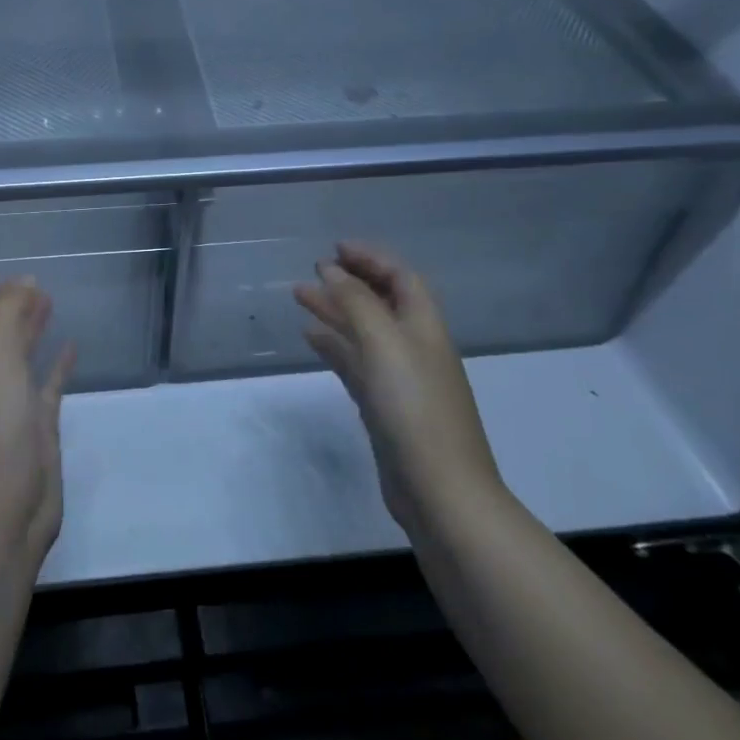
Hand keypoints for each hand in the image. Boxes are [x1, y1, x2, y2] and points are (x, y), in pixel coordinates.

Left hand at [0, 270, 75, 571]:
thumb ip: (8, 317)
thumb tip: (24, 282)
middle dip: (6, 306)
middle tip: (29, 280)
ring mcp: (12, 408)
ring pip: (21, 357)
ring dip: (31, 329)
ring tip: (50, 302)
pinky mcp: (38, 430)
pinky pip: (48, 387)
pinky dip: (58, 365)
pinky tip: (72, 348)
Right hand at [294, 242, 503, 531]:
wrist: (440, 491)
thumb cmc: (414, 407)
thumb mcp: (384, 343)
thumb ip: (357, 303)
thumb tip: (332, 271)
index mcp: (424, 327)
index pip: (401, 278)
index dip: (371, 258)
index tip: (335, 249)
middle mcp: (414, 347)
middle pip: (382, 302)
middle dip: (349, 281)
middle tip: (313, 270)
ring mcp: (399, 379)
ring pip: (363, 332)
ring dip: (335, 311)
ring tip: (299, 296)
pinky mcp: (384, 407)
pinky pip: (355, 363)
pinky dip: (334, 345)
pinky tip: (311, 337)